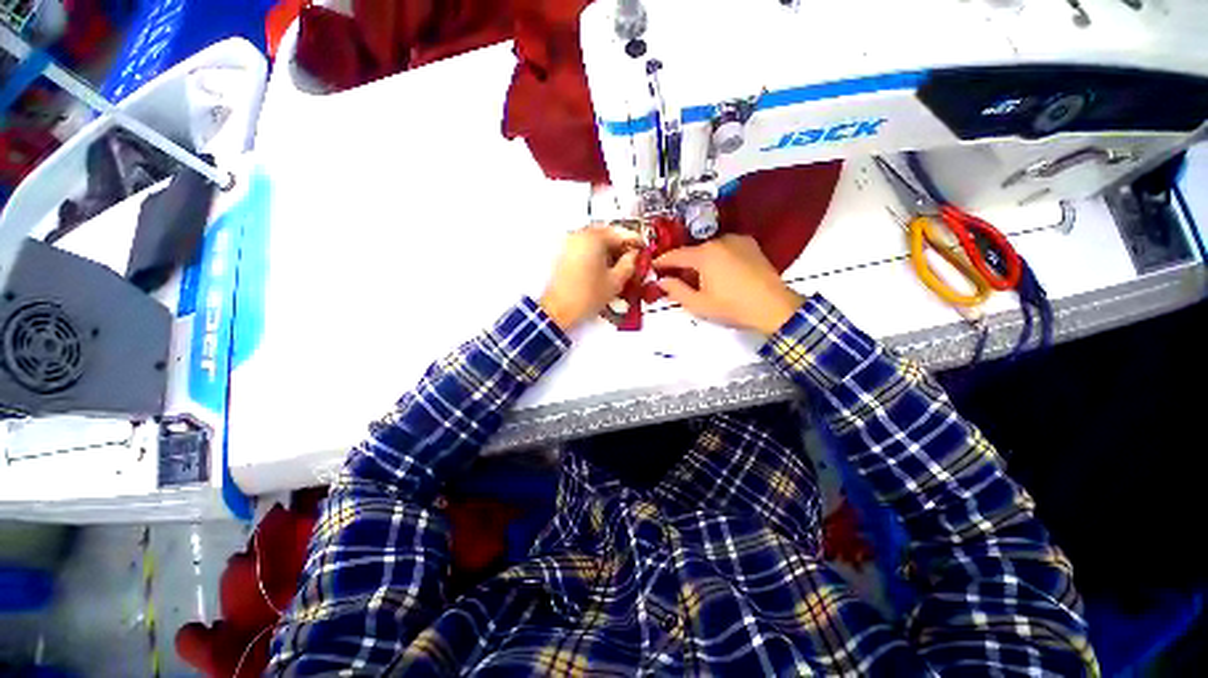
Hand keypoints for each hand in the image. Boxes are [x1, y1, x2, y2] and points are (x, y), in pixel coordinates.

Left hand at [540, 225, 641, 330]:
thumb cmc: (588, 296)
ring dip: (610, 249)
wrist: (557, 309)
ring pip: (597, 240)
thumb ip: (629, 264)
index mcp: (595, 237)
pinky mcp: (565, 253)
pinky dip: (598, 253)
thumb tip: (634, 255)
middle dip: (622, 245)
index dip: (636, 242)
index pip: (622, 233)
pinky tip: (605, 267)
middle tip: (634, 258)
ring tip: (621, 265)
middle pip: (608, 234)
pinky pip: (586, 247)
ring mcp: (570, 242)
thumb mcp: (615, 282)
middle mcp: (581, 234)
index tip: (645, 250)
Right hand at [654, 235, 803, 335]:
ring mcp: (737, 240)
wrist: (774, 307)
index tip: (652, 267)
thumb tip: (661, 281)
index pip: (675, 255)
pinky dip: (717, 258)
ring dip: (701, 261)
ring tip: (701, 279)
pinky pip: (725, 249)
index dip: (661, 262)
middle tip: (677, 280)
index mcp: (705, 254)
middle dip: (683, 265)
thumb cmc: (732, 307)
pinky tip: (720, 273)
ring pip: (709, 250)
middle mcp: (719, 241)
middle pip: (693, 252)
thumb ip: (676, 291)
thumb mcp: (699, 304)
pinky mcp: (750, 245)